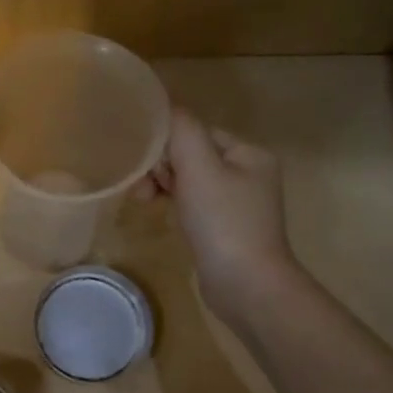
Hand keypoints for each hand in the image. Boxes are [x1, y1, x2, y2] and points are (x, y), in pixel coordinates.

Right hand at [139, 107, 298, 312]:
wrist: (246, 286)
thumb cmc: (223, 223)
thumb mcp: (199, 168)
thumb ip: (181, 131)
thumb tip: (164, 106)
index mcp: (249, 153)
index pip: (198, 132)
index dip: (167, 145)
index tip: (146, 167)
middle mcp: (249, 173)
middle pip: (193, 155)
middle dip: (163, 168)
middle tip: (142, 190)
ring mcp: (239, 204)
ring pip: (191, 181)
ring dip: (165, 186)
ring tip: (145, 203)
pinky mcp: (227, 229)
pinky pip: (195, 205)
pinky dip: (176, 206)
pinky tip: (163, 216)